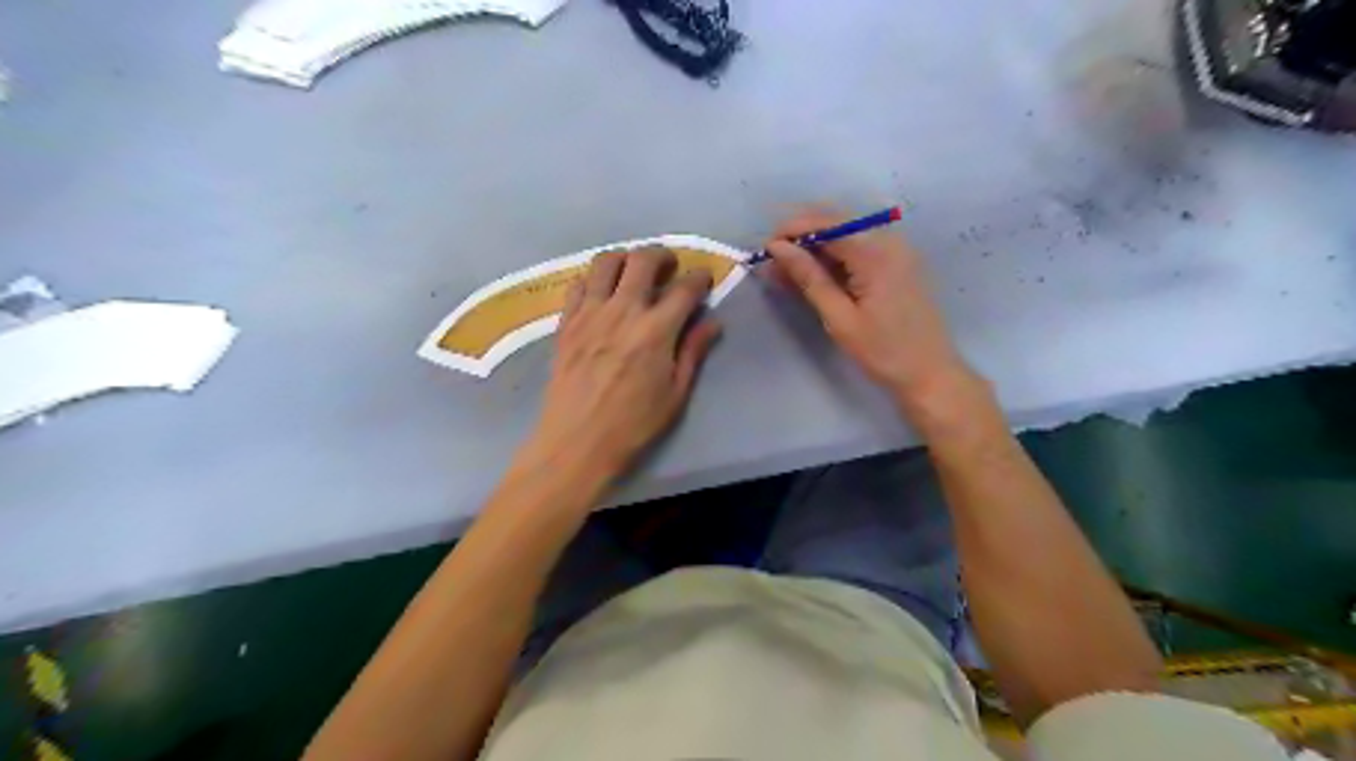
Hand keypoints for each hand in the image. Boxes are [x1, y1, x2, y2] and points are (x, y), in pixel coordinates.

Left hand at [522, 250, 723, 483]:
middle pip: (642, 259)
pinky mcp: (566, 323)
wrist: (577, 442)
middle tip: (669, 267)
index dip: (699, 277)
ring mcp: (589, 313)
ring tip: (633, 273)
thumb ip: (693, 352)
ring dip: (625, 259)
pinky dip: (593, 280)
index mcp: (656, 330)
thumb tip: (712, 322)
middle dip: (662, 255)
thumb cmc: (633, 424)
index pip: (684, 288)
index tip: (704, 278)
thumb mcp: (675, 394)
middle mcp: (622, 311)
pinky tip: (601, 294)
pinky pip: (578, 284)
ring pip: (605, 262)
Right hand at [762, 208, 975, 408]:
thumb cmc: (883, 352)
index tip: (765, 250)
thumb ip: (809, 278)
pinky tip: (813, 275)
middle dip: (801, 235)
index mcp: (876, 253)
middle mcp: (889, 241)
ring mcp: (896, 250)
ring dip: (814, 247)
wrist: (930, 373)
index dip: (792, 230)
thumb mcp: (840, 318)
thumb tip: (778, 249)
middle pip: (837, 222)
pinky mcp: (897, 263)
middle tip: (772, 260)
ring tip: (785, 271)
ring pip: (846, 234)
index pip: (826, 223)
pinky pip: (859, 248)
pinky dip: (833, 257)